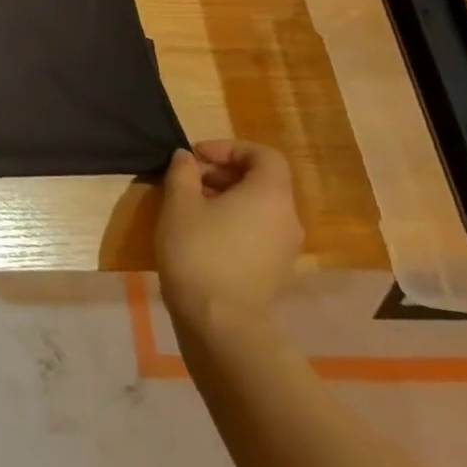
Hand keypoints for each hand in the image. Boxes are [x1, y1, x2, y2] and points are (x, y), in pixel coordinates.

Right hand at [155, 139, 303, 333]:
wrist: (219, 319)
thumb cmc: (198, 250)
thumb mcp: (179, 202)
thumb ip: (183, 172)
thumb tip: (187, 158)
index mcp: (270, 195)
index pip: (264, 155)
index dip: (229, 148)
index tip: (196, 157)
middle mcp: (288, 217)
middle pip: (263, 180)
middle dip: (223, 172)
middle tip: (187, 179)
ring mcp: (286, 246)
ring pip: (259, 205)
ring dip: (226, 196)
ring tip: (190, 205)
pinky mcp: (276, 268)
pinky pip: (259, 229)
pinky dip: (235, 219)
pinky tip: (203, 232)